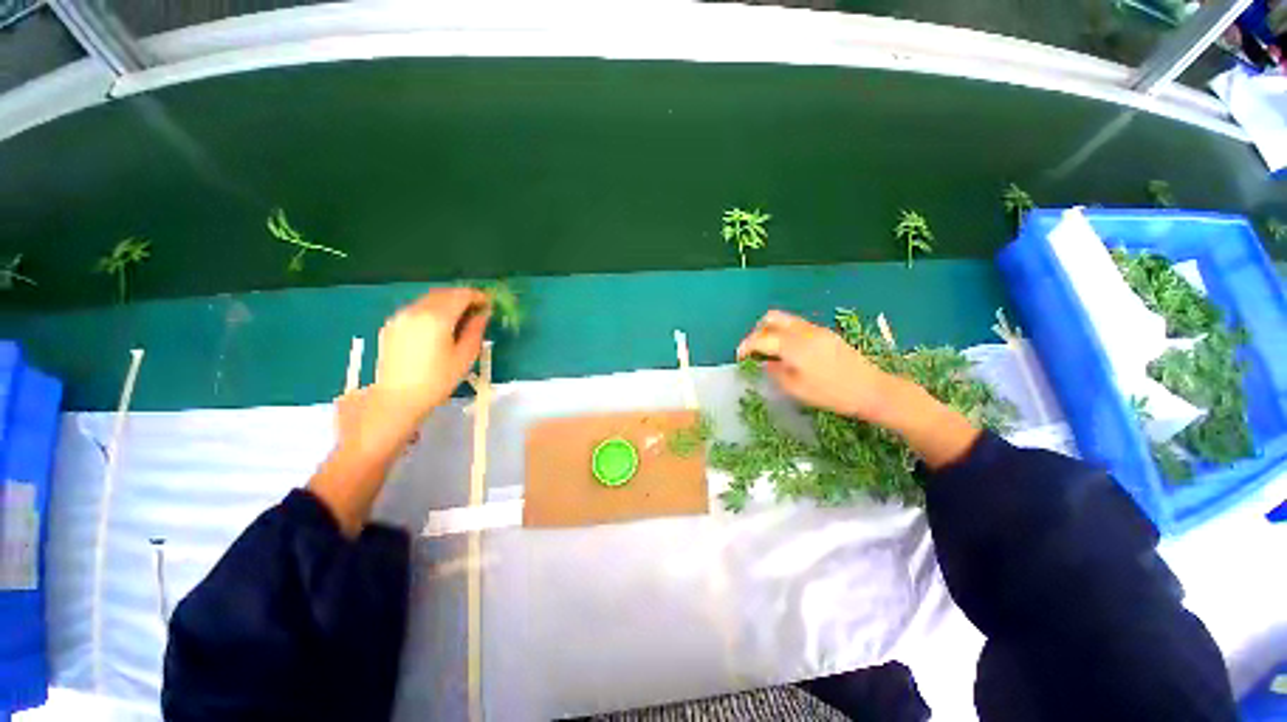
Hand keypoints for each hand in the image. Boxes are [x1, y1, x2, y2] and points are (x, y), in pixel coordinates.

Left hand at [375, 287, 490, 415]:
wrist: (397, 399)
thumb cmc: (437, 380)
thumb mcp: (465, 356)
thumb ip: (475, 330)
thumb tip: (483, 314)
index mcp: (437, 318)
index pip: (461, 295)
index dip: (478, 296)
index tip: (489, 303)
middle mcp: (416, 310)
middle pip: (444, 293)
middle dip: (462, 297)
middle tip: (477, 309)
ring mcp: (400, 316)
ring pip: (428, 299)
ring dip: (447, 302)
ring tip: (459, 318)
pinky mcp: (391, 325)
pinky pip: (416, 309)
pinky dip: (431, 310)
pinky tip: (438, 326)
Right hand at [736, 310, 898, 422]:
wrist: (871, 390)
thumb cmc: (831, 394)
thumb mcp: (796, 389)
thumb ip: (774, 372)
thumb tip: (763, 363)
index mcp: (793, 345)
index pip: (761, 338)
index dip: (746, 346)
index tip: (739, 358)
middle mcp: (803, 331)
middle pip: (772, 318)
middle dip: (757, 331)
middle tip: (754, 350)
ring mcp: (816, 329)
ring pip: (785, 320)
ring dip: (772, 331)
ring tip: (770, 351)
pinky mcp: (826, 333)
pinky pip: (798, 325)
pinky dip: (785, 333)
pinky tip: (789, 352)